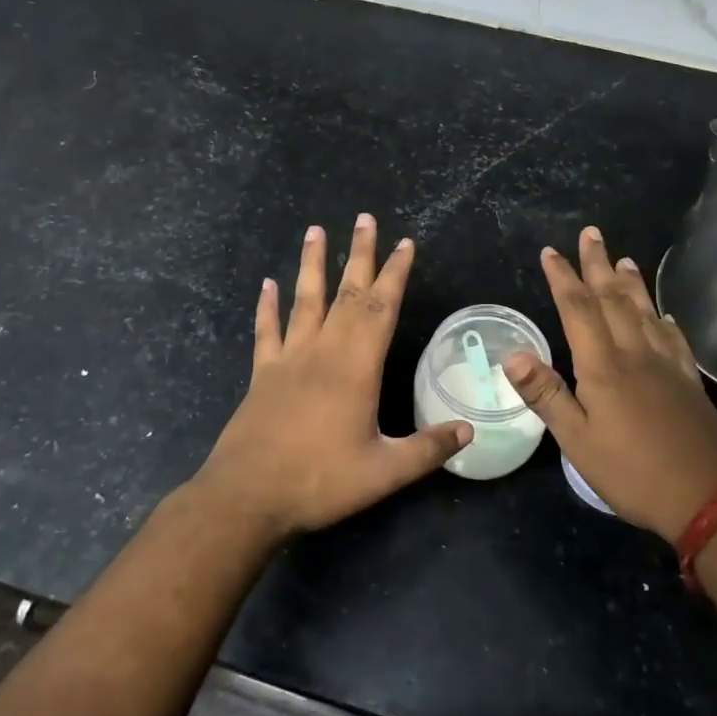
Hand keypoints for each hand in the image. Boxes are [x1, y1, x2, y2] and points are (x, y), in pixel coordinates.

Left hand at [192, 215, 470, 536]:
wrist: (248, 496)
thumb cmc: (320, 480)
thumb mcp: (384, 472)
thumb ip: (428, 449)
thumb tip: (469, 431)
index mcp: (356, 367)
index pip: (380, 309)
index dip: (395, 274)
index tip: (405, 243)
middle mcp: (323, 352)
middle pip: (346, 293)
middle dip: (360, 255)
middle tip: (365, 218)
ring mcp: (288, 360)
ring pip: (304, 300)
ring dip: (312, 264)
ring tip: (316, 230)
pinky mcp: (262, 375)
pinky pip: (267, 331)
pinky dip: (268, 306)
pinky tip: (268, 284)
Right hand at [502, 226, 716, 542]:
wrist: (712, 497)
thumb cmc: (633, 472)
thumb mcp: (577, 441)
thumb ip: (546, 395)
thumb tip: (512, 354)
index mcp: (603, 366)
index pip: (578, 310)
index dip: (563, 278)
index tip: (551, 252)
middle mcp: (636, 354)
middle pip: (613, 300)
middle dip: (598, 265)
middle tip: (592, 234)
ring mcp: (667, 366)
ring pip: (645, 313)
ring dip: (631, 284)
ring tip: (625, 259)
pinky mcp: (688, 383)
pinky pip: (674, 340)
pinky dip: (665, 321)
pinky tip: (665, 316)